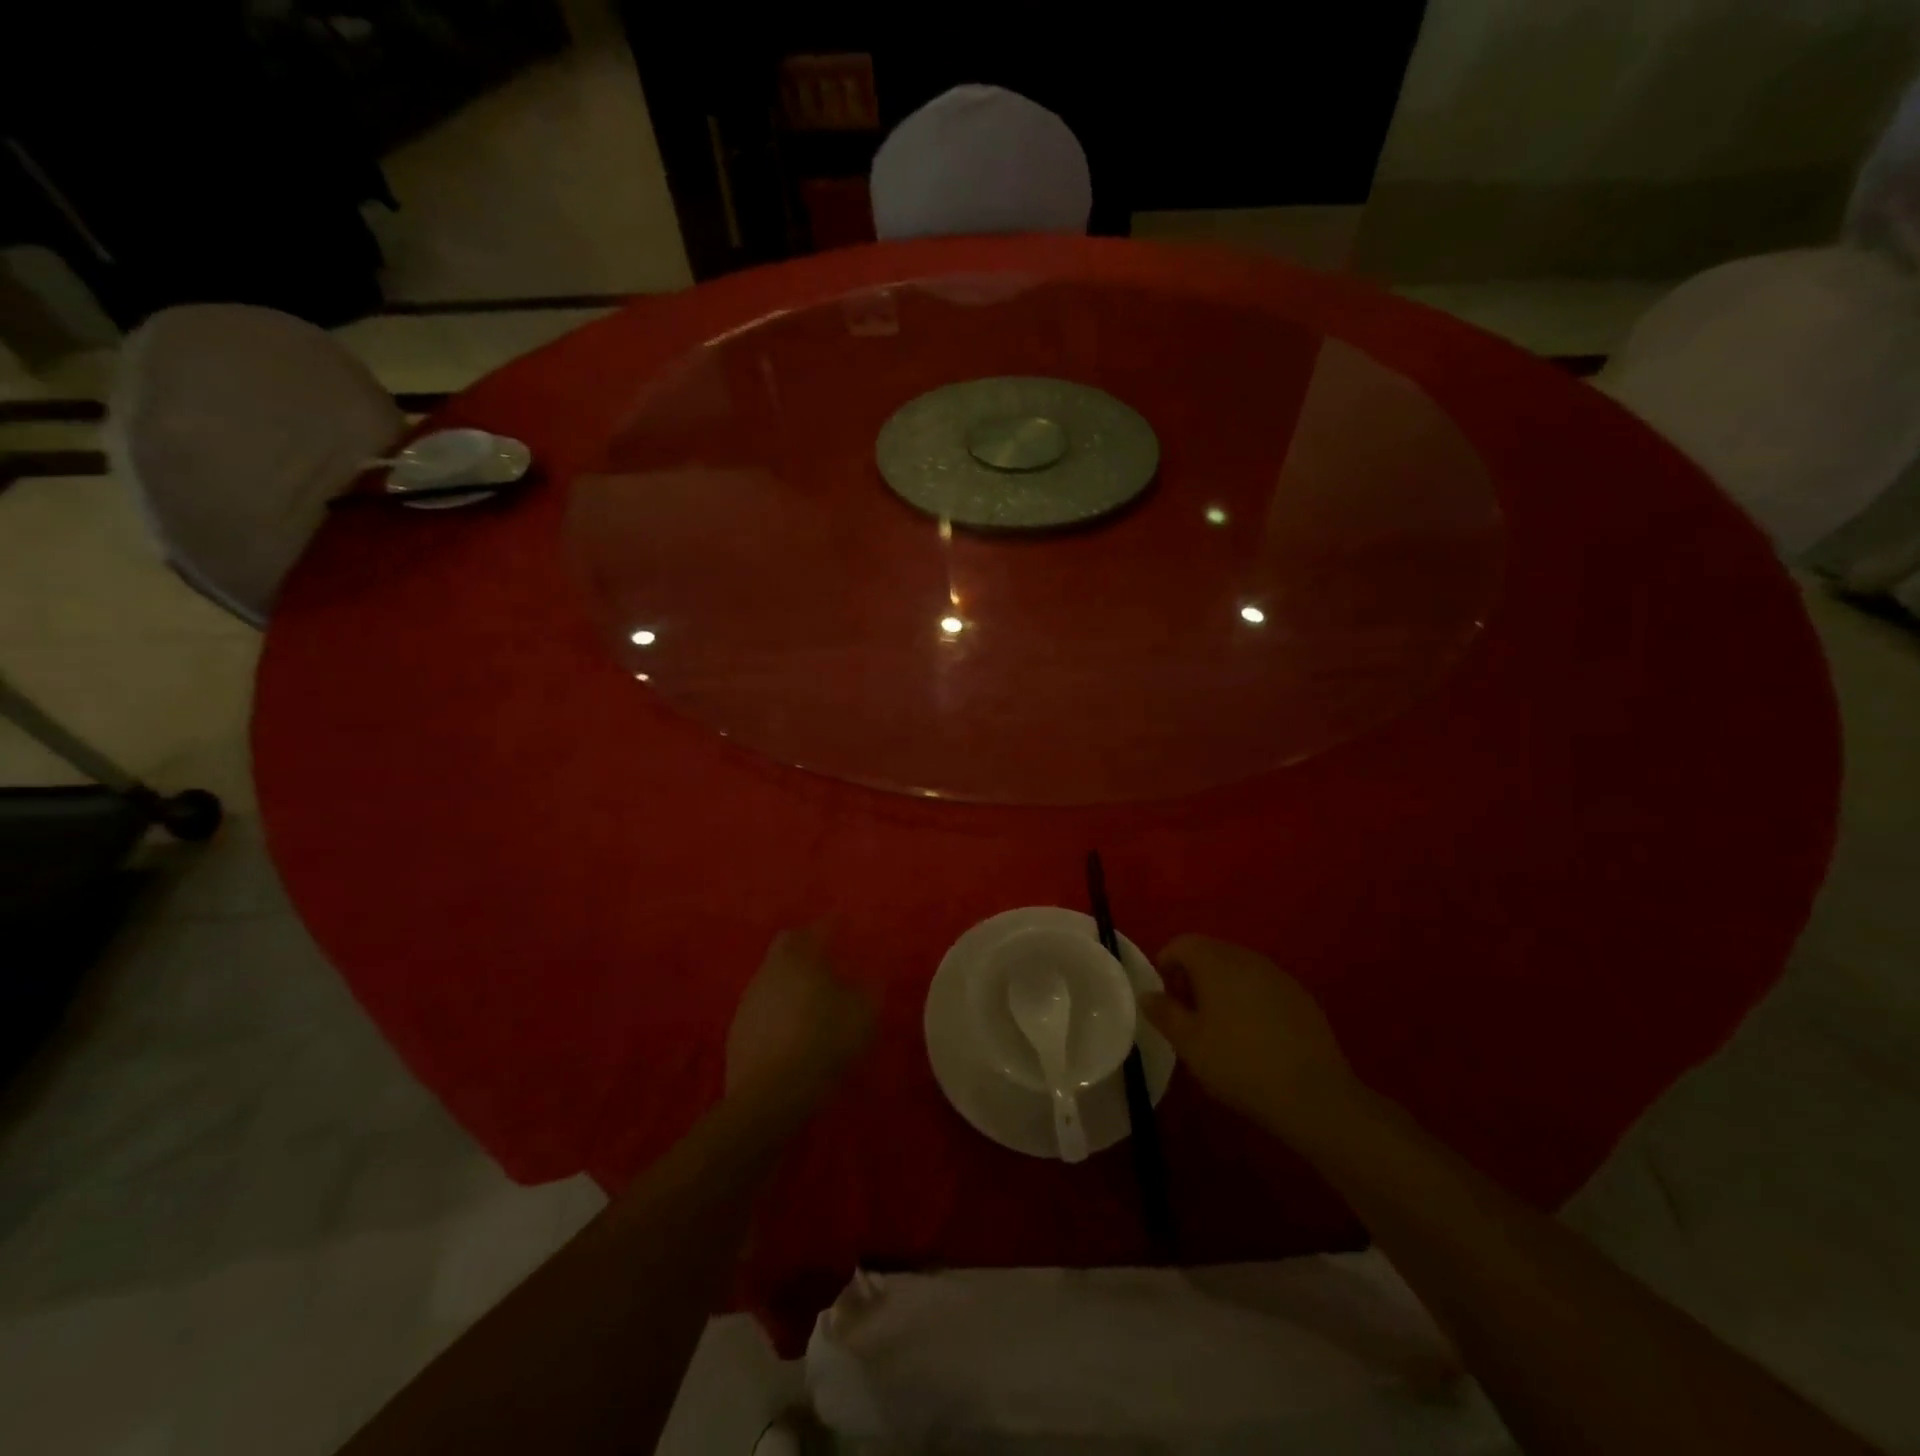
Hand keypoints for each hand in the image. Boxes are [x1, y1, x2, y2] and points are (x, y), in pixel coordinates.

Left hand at [726, 927, 875, 1110]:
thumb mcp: (862, 1017)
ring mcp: (750, 998)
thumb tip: (872, 975)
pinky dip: (777, 1006)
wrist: (770, 1095)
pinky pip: (762, 1004)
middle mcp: (772, 970)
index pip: (819, 929)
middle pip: (787, 944)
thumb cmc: (823, 1045)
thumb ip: (869, 989)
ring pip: (772, 974)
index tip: (845, 924)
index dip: (834, 924)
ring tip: (809, 995)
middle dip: (805, 944)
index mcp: (802, 960)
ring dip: (790, 977)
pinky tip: (789, 1025)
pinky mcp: (737, 1028)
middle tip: (826, 956)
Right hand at [1141, 935, 1362, 1137]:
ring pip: (1239, 969)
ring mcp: (1278, 975)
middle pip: (1211, 952)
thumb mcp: (1188, 1043)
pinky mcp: (1302, 997)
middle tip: (1189, 1014)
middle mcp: (1247, 957)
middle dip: (1194, 976)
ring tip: (1220, 1027)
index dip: (1166, 965)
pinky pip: (1264, 986)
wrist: (1313, 1094)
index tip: (1165, 998)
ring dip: (1223, 987)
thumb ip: (1164, 1012)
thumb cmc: (1238, 1063)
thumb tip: (1148, 994)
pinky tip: (1255, 1036)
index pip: (1182, 944)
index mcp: (1215, 961)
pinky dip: (1251, 1000)